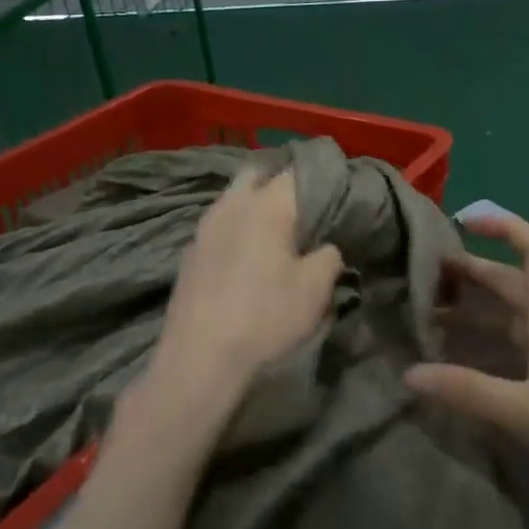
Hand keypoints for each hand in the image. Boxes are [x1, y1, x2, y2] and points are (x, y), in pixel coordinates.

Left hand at [132, 168, 343, 443]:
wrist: (201, 358)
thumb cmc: (266, 317)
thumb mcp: (316, 289)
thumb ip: (329, 255)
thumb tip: (327, 246)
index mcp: (268, 204)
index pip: (299, 171)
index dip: (321, 177)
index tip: (338, 192)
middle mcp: (233, 204)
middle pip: (259, 173)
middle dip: (281, 182)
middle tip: (304, 206)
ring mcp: (205, 226)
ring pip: (234, 197)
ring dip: (255, 204)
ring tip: (277, 230)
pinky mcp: (190, 251)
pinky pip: (220, 224)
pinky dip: (237, 228)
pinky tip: (247, 254)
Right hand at [404, 214, 528, 518]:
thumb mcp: (526, 412)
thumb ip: (467, 390)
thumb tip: (408, 373)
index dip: (504, 225)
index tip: (462, 221)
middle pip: (513, 282)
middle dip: (472, 271)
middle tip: (423, 276)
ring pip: (512, 316)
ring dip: (475, 309)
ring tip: (429, 315)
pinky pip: (516, 346)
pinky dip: (486, 342)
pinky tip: (461, 359)